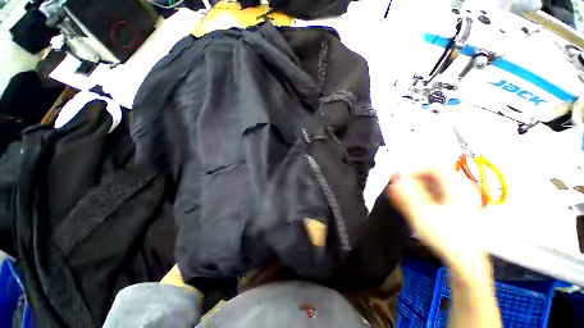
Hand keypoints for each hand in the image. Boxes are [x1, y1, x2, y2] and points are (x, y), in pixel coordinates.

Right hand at [386, 170, 488, 273]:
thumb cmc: (446, 237)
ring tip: (401, 198)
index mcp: (456, 188)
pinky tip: (411, 205)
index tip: (398, 180)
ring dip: (414, 190)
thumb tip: (394, 182)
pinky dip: (420, 197)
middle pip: (431, 177)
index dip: (413, 171)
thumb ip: (407, 197)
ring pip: (431, 187)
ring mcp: (457, 200)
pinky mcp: (453, 209)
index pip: (432, 168)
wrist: (465, 261)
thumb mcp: (423, 216)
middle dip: (411, 181)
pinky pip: (434, 197)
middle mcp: (458, 190)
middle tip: (396, 189)